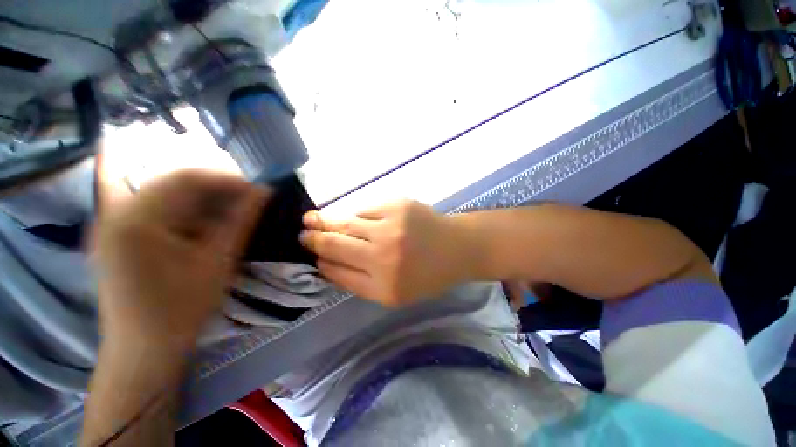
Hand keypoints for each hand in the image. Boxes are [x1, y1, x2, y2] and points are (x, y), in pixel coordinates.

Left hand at [92, 169, 266, 351]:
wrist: (143, 349)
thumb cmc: (182, 309)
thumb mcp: (219, 261)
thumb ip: (242, 220)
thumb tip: (265, 190)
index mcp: (136, 220)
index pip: (187, 179)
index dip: (226, 179)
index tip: (256, 189)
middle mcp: (115, 212)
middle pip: (172, 182)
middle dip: (215, 187)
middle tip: (246, 198)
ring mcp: (110, 222)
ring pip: (163, 193)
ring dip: (200, 198)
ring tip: (228, 209)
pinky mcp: (114, 234)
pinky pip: (150, 207)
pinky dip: (178, 207)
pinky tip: (199, 217)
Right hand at [300, 200, 473, 306]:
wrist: (457, 248)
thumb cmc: (427, 275)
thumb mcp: (395, 293)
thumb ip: (359, 282)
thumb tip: (327, 264)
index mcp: (384, 286)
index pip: (338, 272)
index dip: (321, 263)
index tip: (312, 256)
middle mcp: (384, 256)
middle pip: (336, 245)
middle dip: (314, 239)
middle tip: (302, 235)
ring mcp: (391, 226)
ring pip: (346, 223)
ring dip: (326, 221)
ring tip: (310, 219)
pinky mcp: (397, 205)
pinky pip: (365, 209)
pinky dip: (357, 215)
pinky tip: (354, 218)